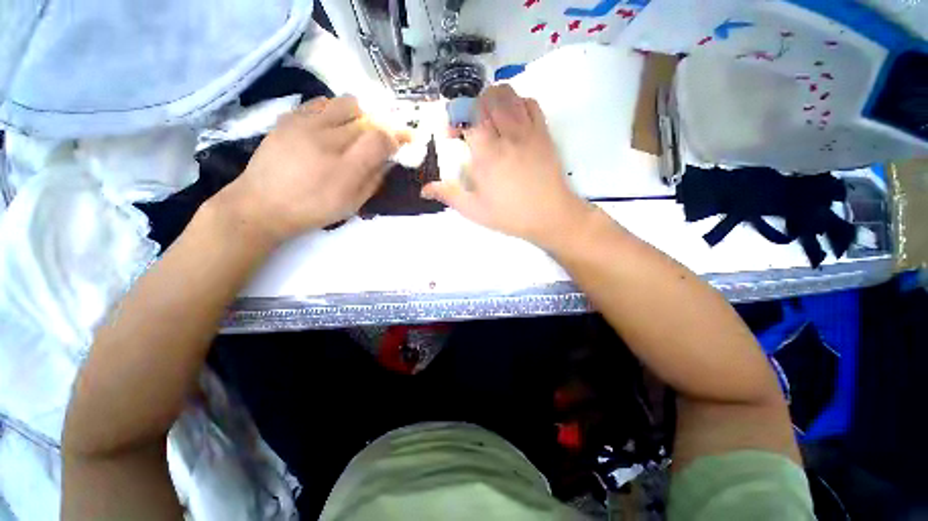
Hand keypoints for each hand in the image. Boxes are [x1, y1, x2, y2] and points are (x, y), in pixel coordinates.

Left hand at [215, 96, 405, 243]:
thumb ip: (374, 180)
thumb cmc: (314, 209)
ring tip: (353, 131)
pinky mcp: (289, 118)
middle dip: (380, 128)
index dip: (396, 137)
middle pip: (367, 120)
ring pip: (346, 104)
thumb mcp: (353, 204)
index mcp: (346, 169)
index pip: (380, 139)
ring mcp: (306, 125)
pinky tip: (330, 127)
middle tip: (378, 140)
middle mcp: (328, 140)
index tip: (401, 142)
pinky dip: (334, 111)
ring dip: (359, 116)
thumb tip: (388, 160)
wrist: (262, 205)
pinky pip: (321, 102)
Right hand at [422, 85, 591, 248]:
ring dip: (492, 101)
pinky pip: (530, 102)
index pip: (466, 115)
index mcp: (487, 154)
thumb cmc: (510, 215)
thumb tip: (424, 189)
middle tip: (470, 128)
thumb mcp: (475, 210)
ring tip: (489, 122)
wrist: (550, 216)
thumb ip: (449, 195)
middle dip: (471, 108)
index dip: (454, 120)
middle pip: (485, 98)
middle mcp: (507, 134)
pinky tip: (512, 121)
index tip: (452, 137)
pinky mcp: (544, 132)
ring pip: (508, 94)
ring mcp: (528, 130)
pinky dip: (517, 103)